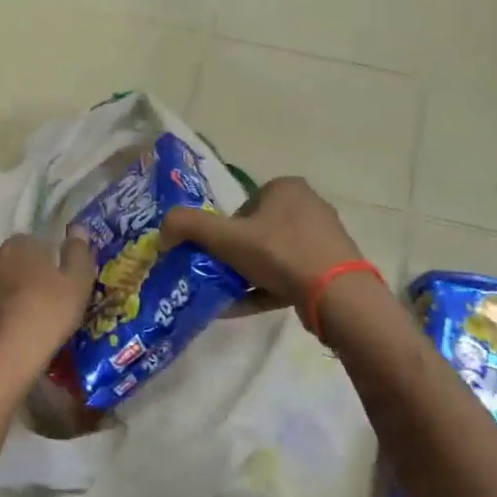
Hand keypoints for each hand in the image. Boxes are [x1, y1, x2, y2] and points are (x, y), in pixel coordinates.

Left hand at [0, 233, 97, 363]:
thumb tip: (77, 227)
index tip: (53, 278)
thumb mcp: (78, 281)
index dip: (42, 258)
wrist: (8, 358)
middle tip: (33, 296)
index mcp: (17, 247)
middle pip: (3, 260)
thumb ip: (78, 251)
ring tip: (11, 313)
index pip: (30, 242)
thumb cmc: (49, 313)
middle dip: (15, 272)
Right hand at [160, 177, 364, 310]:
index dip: (222, 231)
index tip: (214, 255)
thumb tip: (161, 231)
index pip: (242, 207)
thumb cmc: (279, 252)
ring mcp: (322, 238)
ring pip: (272, 256)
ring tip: (226, 296)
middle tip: (217, 276)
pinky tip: (240, 308)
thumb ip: (188, 226)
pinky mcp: (330, 267)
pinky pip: (288, 276)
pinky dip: (264, 289)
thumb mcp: (226, 237)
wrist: (336, 293)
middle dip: (234, 256)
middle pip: (256, 232)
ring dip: (247, 275)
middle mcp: (308, 205)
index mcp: (285, 187)